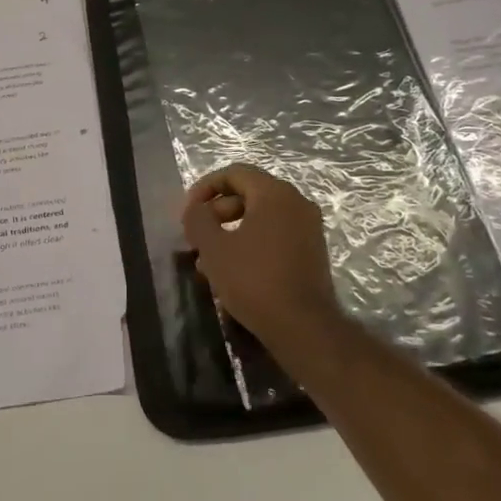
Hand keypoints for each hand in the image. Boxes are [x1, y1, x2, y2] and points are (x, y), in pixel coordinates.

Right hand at [180, 165, 341, 355]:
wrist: (303, 327)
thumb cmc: (254, 280)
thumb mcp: (214, 248)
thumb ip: (198, 220)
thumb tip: (195, 209)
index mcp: (274, 193)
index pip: (234, 173)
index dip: (205, 188)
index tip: (187, 212)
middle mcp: (296, 202)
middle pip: (248, 194)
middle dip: (217, 212)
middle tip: (196, 238)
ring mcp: (308, 227)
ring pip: (261, 217)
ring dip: (231, 231)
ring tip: (208, 259)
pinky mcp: (312, 251)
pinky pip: (275, 235)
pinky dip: (251, 243)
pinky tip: (233, 271)